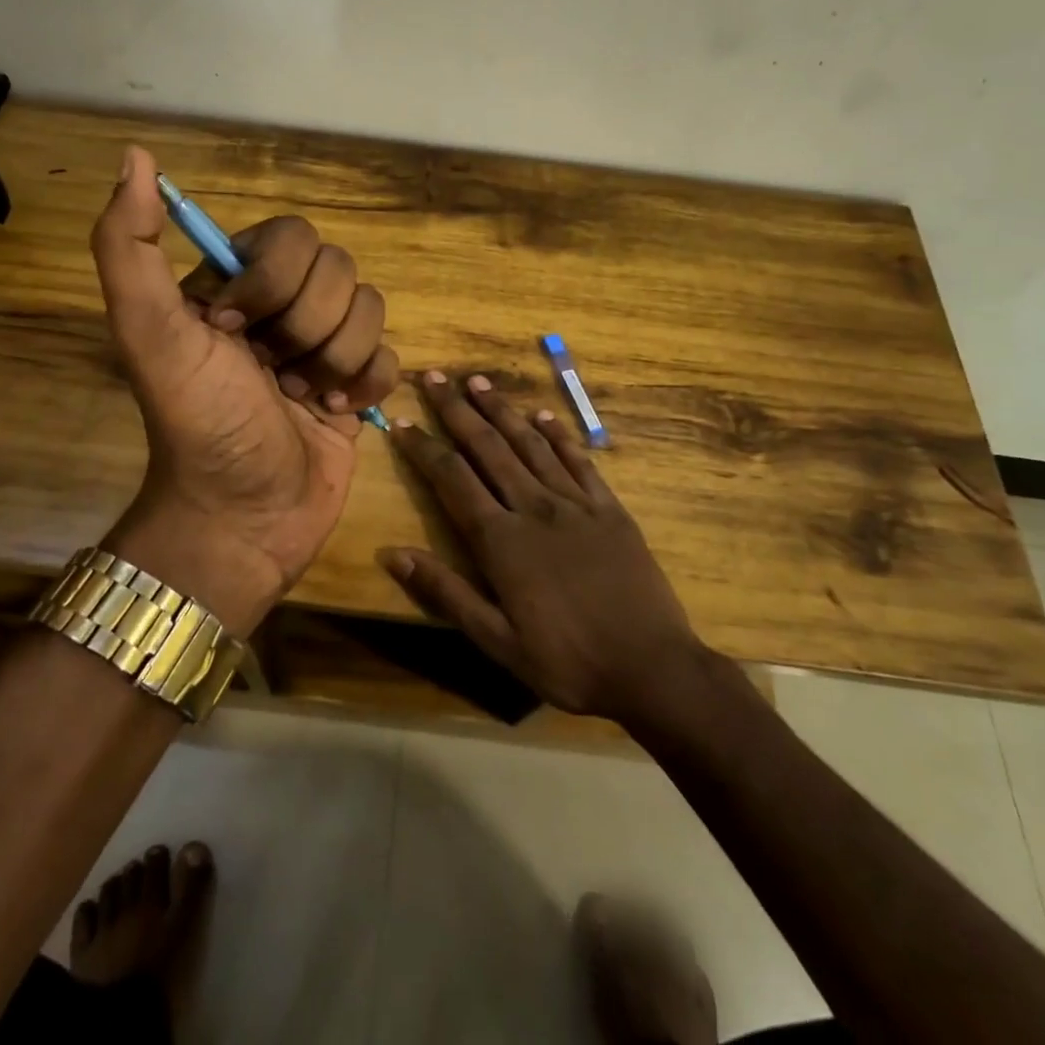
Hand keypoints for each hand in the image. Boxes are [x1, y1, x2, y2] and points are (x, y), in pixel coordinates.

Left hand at [91, 147, 398, 633]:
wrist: (243, 518)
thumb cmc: (198, 424)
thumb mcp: (149, 333)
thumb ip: (128, 246)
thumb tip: (137, 157)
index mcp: (237, 282)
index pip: (293, 236)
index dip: (274, 284)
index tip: (233, 335)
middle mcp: (283, 305)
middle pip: (340, 270)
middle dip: (306, 331)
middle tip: (271, 375)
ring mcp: (325, 343)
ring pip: (371, 309)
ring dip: (335, 362)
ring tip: (301, 399)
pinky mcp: (358, 382)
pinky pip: (391, 354)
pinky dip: (365, 385)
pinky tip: (335, 413)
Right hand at [383, 371, 703, 721]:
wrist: (652, 667)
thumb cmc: (567, 661)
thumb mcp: (496, 641)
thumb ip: (445, 592)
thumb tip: (392, 554)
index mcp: (502, 540)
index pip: (452, 479)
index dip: (424, 448)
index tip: (402, 421)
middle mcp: (534, 507)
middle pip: (488, 447)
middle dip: (457, 410)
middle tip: (434, 377)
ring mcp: (576, 503)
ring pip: (530, 444)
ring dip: (501, 410)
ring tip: (478, 381)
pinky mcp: (609, 508)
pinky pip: (579, 460)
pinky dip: (558, 434)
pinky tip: (542, 415)